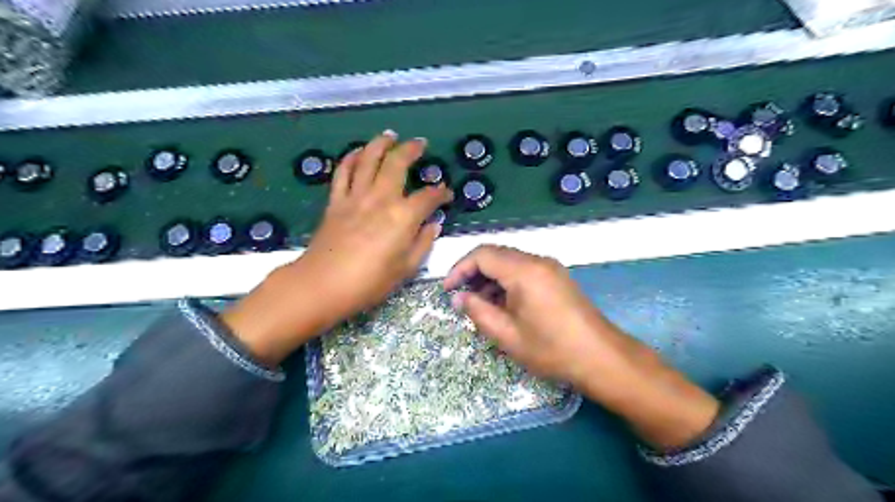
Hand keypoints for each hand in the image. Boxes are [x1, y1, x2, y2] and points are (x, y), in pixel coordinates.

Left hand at [220, 134, 451, 366]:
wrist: (323, 284)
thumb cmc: (369, 282)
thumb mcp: (406, 269)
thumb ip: (422, 243)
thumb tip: (434, 225)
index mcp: (403, 217)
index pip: (428, 197)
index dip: (441, 193)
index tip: (446, 194)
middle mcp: (381, 198)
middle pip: (398, 164)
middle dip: (411, 150)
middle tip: (420, 144)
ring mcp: (356, 196)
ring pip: (369, 159)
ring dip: (381, 144)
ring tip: (390, 136)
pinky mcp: (336, 201)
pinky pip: (343, 172)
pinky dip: (351, 158)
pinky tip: (358, 152)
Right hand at [446, 245, 717, 448]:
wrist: (601, 357)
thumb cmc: (551, 349)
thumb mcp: (507, 335)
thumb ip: (478, 312)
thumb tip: (459, 298)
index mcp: (524, 271)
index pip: (482, 254)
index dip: (460, 269)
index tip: (448, 290)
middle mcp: (537, 261)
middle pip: (496, 254)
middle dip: (474, 273)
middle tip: (461, 297)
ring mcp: (550, 268)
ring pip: (510, 262)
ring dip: (490, 278)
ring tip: (480, 304)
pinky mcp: (557, 277)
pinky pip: (524, 270)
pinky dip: (507, 282)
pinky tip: (503, 304)